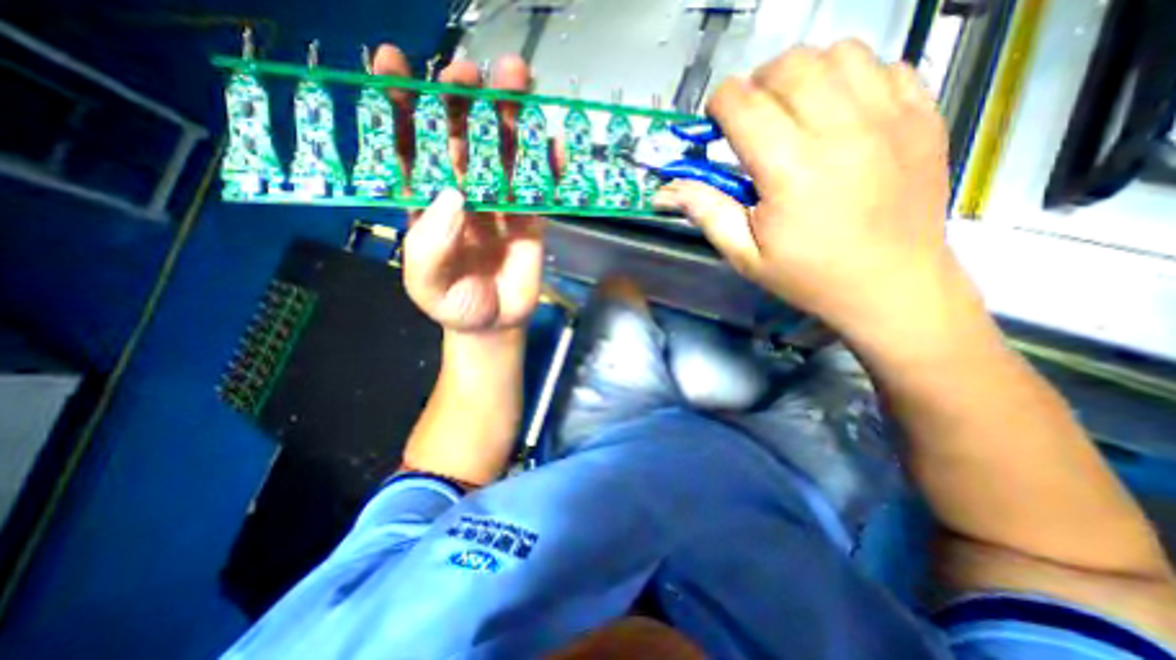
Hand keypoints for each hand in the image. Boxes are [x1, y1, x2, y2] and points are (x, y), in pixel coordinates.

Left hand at [374, 46, 543, 334]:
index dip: (400, 107)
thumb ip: (430, 247)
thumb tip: (453, 196)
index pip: (410, 148)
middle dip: (462, 101)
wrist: (494, 323)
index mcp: (428, 204)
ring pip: (504, 153)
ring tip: (517, 78)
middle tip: (467, 72)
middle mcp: (463, 194)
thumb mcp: (426, 285)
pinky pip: (540, 186)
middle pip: (462, 139)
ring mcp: (501, 204)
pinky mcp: (530, 217)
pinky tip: (554, 143)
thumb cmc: (455, 305)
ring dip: (510, 117)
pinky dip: (549, 164)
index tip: (392, 64)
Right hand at [659, 38, 958, 336]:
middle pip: (787, 66)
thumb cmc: (809, 276)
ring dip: (802, 75)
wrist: (891, 284)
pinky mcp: (922, 115)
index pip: (742, 103)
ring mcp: (889, 117)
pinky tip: (838, 113)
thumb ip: (706, 213)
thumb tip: (665, 191)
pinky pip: (881, 65)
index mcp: (789, 169)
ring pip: (837, 53)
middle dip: (757, 85)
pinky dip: (849, 78)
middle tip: (752, 120)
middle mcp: (840, 130)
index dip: (719, 105)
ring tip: (794, 112)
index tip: (717, 125)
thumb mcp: (745, 255)